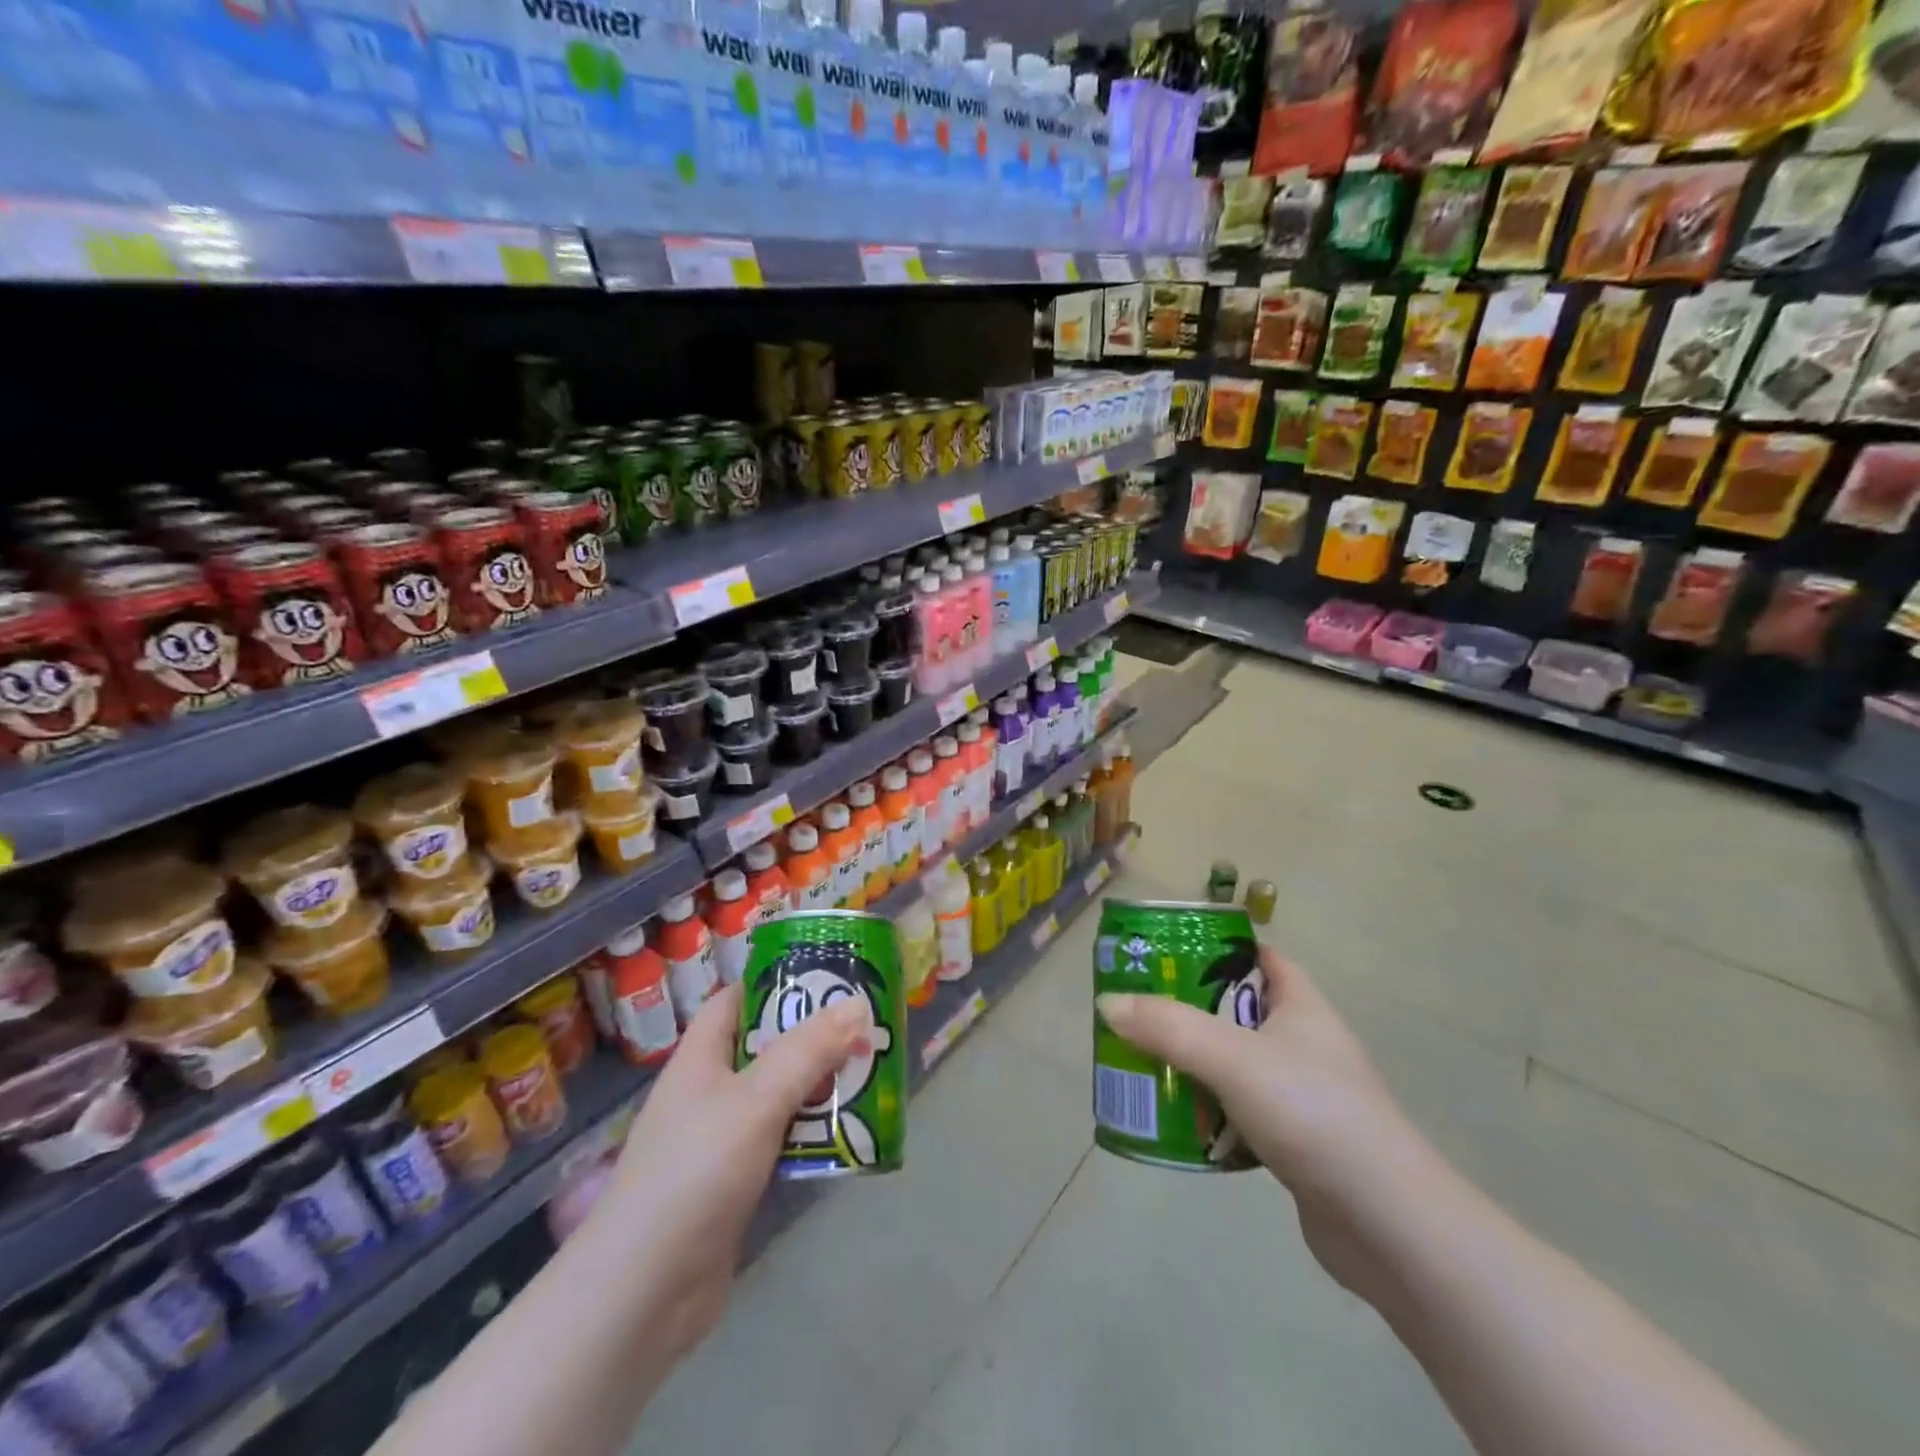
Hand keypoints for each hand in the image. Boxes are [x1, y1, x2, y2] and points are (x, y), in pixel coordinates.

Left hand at [584, 984, 870, 1364]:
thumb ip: (807, 1050)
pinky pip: (781, 1140)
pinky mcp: (735, 1183)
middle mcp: (709, 1090)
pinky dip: (812, 1132)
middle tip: (866, 1024)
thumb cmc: (694, 1172)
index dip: (778, 980)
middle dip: (813, 1034)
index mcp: (700, 1056)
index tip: (828, 973)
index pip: (737, 998)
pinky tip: (849, 1132)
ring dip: (819, 1085)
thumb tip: (857, 1003)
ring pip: (778, 1095)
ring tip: (870, 1070)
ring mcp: (720, 1138)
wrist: (643, 1293)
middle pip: (766, 1045)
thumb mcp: (756, 1099)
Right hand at [1096, 947, 1428, 1303]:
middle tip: (1138, 1010)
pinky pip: (1239, 1113)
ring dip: (1194, 1064)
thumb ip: (1168, 1027)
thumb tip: (1108, 1003)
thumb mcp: (1233, 1058)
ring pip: (1234, 1065)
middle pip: (1236, 1012)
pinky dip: (1210, 1114)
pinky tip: (1177, 1123)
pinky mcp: (1296, 1144)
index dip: (1216, 948)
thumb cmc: (1312, 1112)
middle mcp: (1303, 1043)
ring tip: (1144, 1063)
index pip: (1259, 957)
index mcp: (1301, 1006)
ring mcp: (1302, 1095)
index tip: (1166, 951)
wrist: (1387, 1225)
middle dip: (1188, 1011)